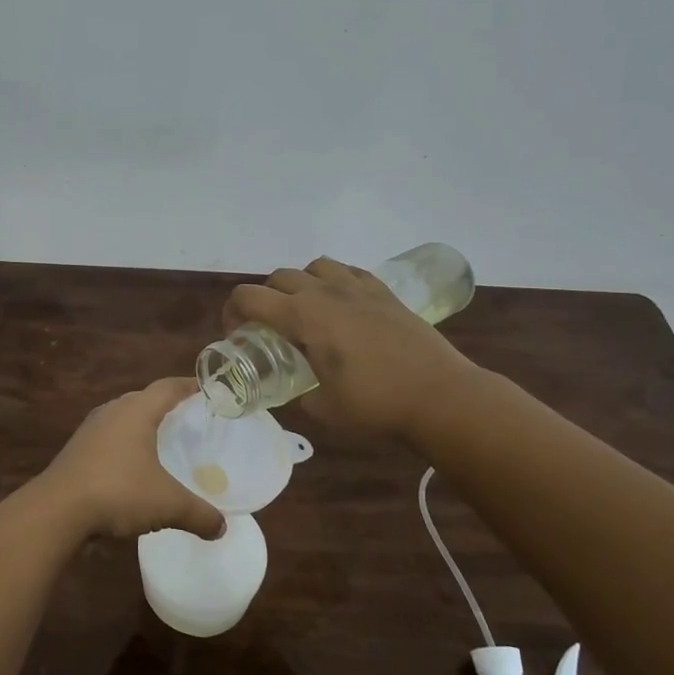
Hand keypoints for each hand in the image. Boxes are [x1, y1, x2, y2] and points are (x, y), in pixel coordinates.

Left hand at [36, 378, 225, 541]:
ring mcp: (90, 429)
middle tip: (190, 420)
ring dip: (143, 426)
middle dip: (167, 406)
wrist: (56, 509)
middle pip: (145, 399)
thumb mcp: (167, 504)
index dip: (189, 385)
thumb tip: (221, 528)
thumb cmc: (118, 491)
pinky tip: (132, 467)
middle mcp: (112, 411)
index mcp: (136, 411)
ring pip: (123, 418)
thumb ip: (198, 514)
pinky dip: (125, 445)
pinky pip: (109, 438)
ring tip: (163, 442)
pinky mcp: (76, 449)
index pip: (168, 387)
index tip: (208, 389)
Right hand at [224, 257, 481, 444]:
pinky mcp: (384, 292)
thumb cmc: (376, 404)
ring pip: (313, 267)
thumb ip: (299, 393)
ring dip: (299, 284)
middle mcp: (325, 292)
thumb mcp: (322, 408)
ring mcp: (357, 287)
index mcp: (302, 316)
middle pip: (278, 277)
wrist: (441, 396)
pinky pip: (347, 272)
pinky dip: (333, 282)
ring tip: (306, 313)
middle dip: (263, 299)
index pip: (248, 297)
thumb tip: (297, 390)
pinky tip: (341, 306)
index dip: (232, 313)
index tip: (237, 336)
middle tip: (268, 329)